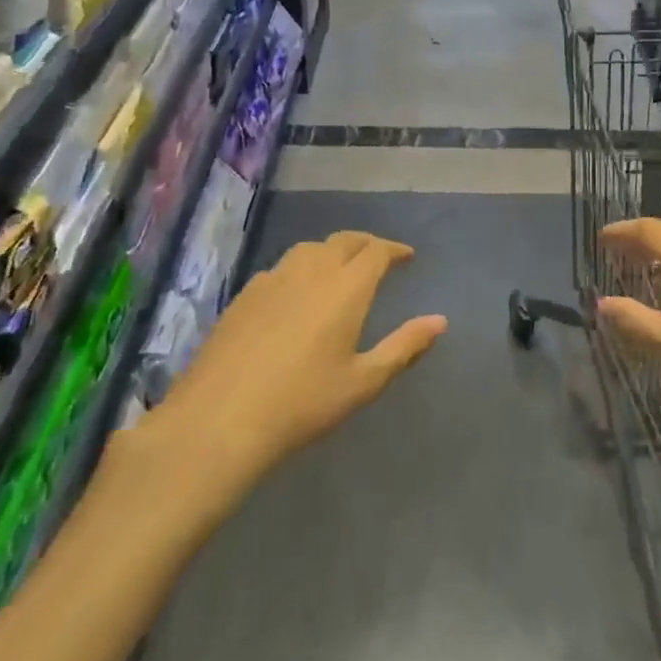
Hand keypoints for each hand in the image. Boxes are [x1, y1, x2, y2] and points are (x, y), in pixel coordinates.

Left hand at [127, 232, 445, 507]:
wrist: (220, 420)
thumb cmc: (302, 404)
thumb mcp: (363, 382)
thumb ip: (404, 347)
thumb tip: (440, 320)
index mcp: (346, 287)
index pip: (376, 251)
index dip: (394, 249)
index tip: (407, 256)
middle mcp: (312, 270)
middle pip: (344, 240)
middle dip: (366, 243)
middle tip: (379, 257)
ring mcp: (274, 278)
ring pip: (311, 248)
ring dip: (333, 251)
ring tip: (340, 268)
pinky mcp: (246, 294)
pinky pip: (282, 267)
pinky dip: (302, 268)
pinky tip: (296, 292)